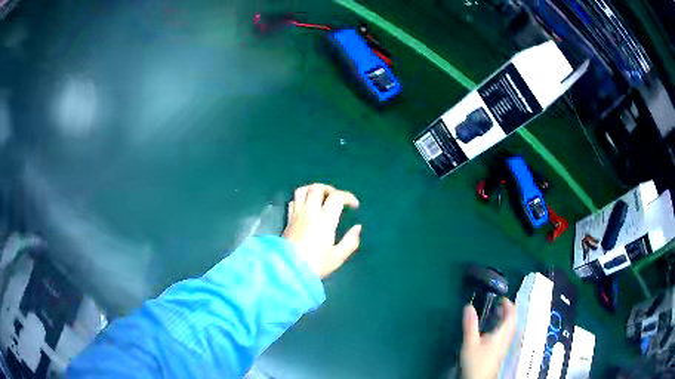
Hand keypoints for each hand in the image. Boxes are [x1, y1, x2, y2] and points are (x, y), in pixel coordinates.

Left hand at [283, 183, 361, 278]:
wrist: (288, 271)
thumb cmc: (315, 266)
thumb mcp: (337, 257)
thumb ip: (350, 241)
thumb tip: (358, 227)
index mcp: (324, 221)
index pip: (336, 198)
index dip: (348, 197)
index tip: (355, 206)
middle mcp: (309, 213)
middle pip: (317, 188)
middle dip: (331, 189)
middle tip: (338, 199)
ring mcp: (296, 215)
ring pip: (302, 190)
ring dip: (314, 189)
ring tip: (322, 198)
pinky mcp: (288, 220)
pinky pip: (293, 201)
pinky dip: (302, 199)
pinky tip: (307, 207)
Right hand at [460, 299, 516, 378]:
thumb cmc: (476, 361)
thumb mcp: (470, 343)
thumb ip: (470, 325)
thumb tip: (469, 306)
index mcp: (502, 334)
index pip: (511, 315)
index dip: (508, 305)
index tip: (501, 297)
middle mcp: (506, 338)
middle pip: (512, 321)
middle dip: (507, 311)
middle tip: (498, 303)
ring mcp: (504, 346)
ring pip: (509, 328)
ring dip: (505, 319)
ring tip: (496, 313)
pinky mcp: (500, 351)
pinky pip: (505, 334)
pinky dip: (502, 327)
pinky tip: (492, 330)